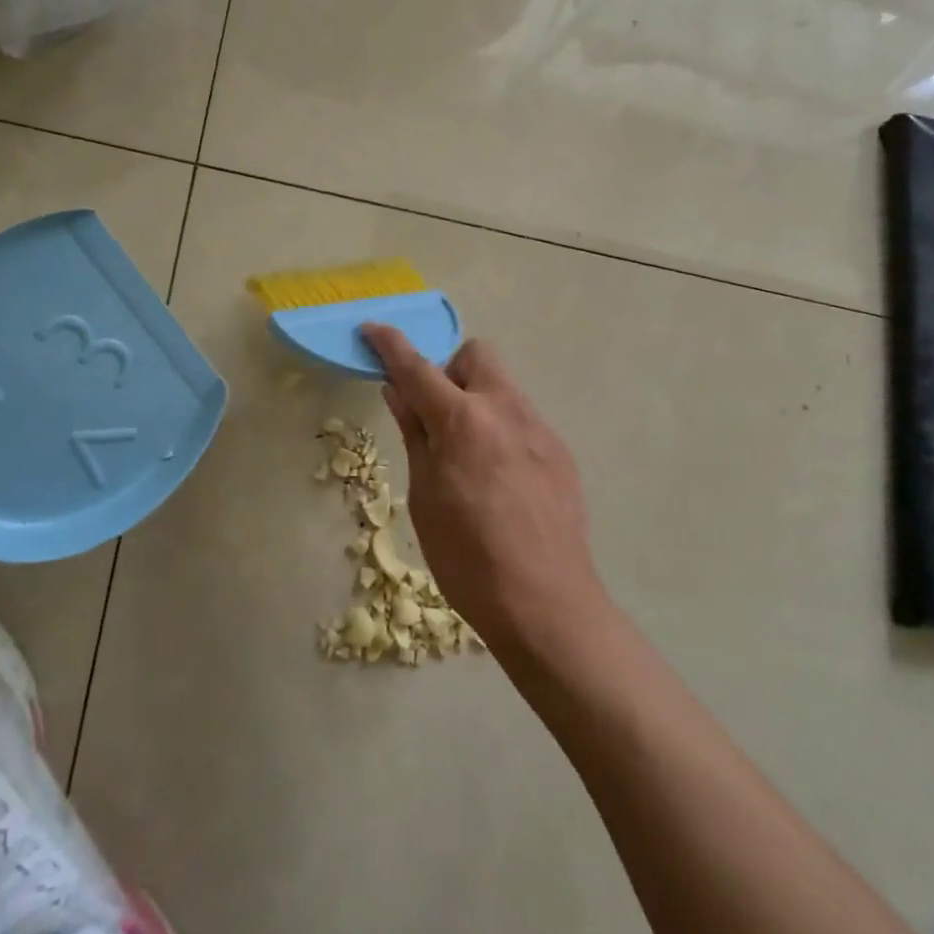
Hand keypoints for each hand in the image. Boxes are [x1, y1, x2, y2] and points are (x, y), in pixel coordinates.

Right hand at [362, 325, 605, 652]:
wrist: (546, 603)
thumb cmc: (467, 558)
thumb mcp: (424, 497)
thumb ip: (415, 434)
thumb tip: (399, 392)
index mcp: (462, 421)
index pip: (417, 367)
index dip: (390, 345)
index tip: (372, 329)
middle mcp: (505, 410)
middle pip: (476, 355)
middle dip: (450, 369)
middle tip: (436, 414)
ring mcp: (539, 428)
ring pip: (503, 387)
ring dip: (477, 400)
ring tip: (469, 454)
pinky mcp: (560, 451)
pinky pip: (523, 419)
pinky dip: (502, 429)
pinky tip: (501, 479)